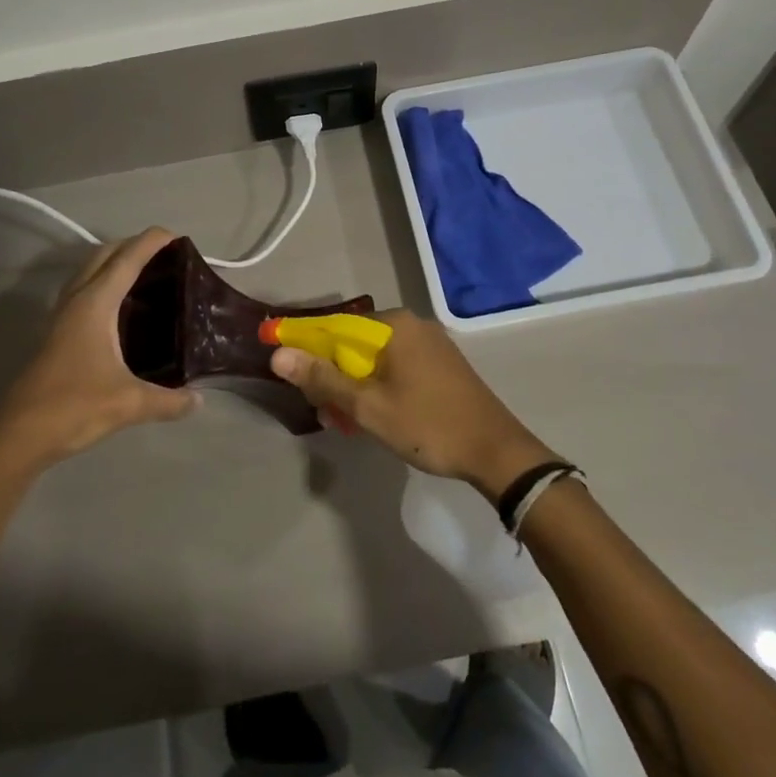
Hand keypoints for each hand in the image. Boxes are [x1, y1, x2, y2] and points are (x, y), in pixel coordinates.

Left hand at [0, 229, 199, 473]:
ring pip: (89, 271)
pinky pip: (84, 291)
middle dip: (133, 245)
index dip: (152, 242)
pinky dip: (104, 284)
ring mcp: (62, 315)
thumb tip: (199, 401)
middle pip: (104, 255)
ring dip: (115, 262)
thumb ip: (169, 400)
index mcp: (95, 303)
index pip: (127, 259)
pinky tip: (121, 308)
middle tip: (166, 255)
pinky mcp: (56, 332)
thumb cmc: (74, 406)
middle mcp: (77, 300)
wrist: (18, 434)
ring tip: (147, 274)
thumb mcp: (129, 403)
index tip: (178, 236)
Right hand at [270, 310, 556, 500]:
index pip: (335, 326)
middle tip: (321, 409)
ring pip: (375, 358)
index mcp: (394, 325)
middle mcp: (411, 324)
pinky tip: (372, 415)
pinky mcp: (440, 364)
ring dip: (354, 386)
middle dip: (332, 374)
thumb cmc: (428, 425)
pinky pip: (396, 367)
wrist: (497, 452)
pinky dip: (377, 386)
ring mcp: (429, 344)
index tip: (287, 370)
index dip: (306, 346)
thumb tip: (278, 355)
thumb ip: (323, 379)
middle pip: (354, 342)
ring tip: (343, 421)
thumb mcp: (368, 406)